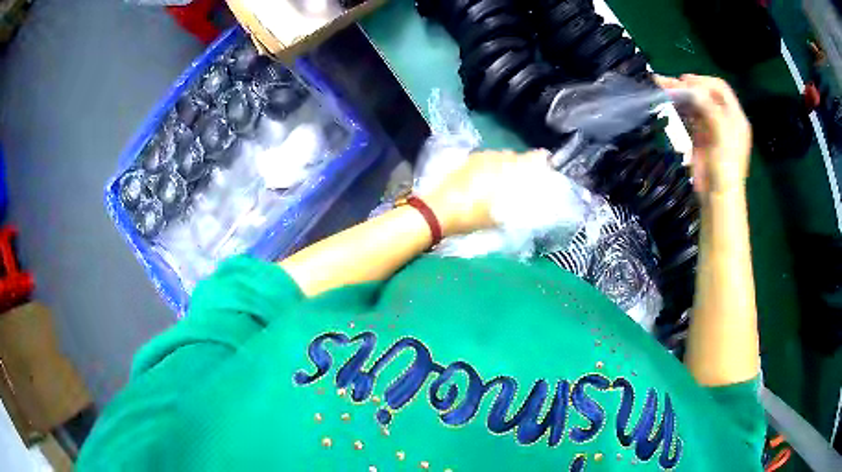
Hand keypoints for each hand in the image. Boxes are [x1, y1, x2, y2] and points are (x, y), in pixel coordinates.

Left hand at [423, 149, 550, 235]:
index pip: (536, 156)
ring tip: (504, 183)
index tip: (547, 170)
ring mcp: (479, 157)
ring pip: (500, 157)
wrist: (437, 211)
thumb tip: (532, 202)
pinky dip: (491, 168)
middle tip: (523, 183)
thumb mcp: (501, 216)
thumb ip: (520, 206)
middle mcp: (496, 156)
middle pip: (516, 156)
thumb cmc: (472, 215)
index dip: (543, 162)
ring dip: (505, 167)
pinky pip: (486, 160)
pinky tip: (487, 182)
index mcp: (508, 167)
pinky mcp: (466, 162)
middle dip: (522, 167)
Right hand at [656, 74, 751, 195]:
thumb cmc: (726, 167)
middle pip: (706, 94)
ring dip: (682, 95)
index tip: (686, 82)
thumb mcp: (722, 135)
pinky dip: (680, 108)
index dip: (703, 81)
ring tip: (664, 88)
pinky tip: (670, 103)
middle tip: (671, 84)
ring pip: (696, 104)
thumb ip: (710, 108)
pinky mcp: (701, 137)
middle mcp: (724, 118)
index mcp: (735, 117)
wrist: (718, 197)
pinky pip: (690, 116)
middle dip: (689, 87)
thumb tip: (690, 88)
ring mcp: (712, 127)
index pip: (720, 88)